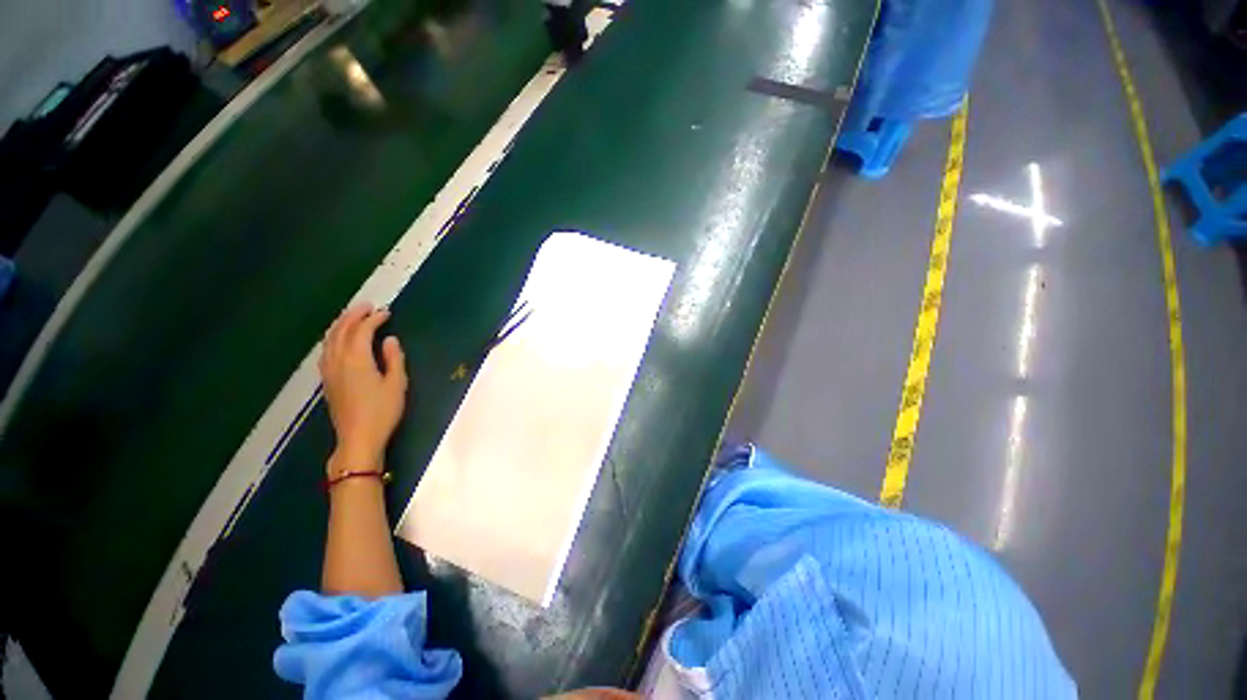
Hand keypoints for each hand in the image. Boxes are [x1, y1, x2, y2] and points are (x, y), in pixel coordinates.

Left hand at [320, 304, 407, 472]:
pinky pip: (326, 349)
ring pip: (330, 339)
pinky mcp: (327, 379)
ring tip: (353, 316)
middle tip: (367, 306)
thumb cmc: (382, 411)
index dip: (374, 319)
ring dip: (341, 324)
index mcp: (356, 360)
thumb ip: (393, 359)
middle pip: (341, 330)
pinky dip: (334, 337)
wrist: (357, 438)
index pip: (362, 331)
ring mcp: (329, 370)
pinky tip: (339, 339)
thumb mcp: (397, 384)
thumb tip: (389, 340)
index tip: (386, 312)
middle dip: (353, 315)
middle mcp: (338, 360)